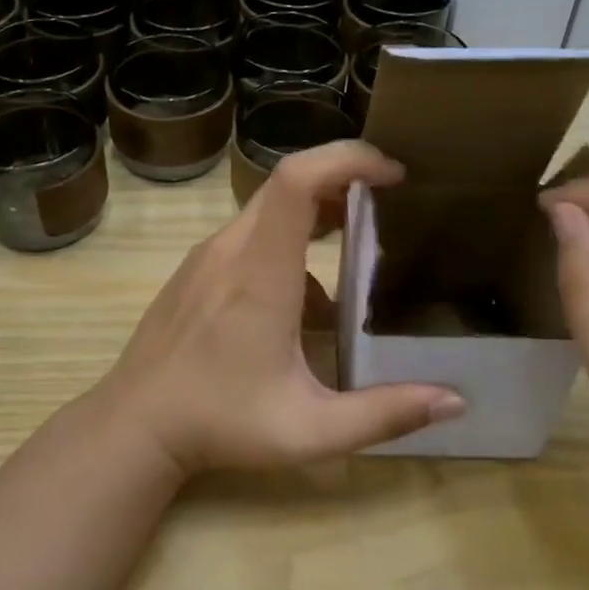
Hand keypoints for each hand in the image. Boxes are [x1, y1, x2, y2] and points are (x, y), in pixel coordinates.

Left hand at [92, 141, 465, 474]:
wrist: (134, 425)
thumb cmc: (220, 423)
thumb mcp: (310, 430)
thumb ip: (385, 414)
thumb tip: (455, 401)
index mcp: (260, 273)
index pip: (297, 180)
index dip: (347, 160)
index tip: (392, 175)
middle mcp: (231, 249)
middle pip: (287, 183)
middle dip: (343, 181)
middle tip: (389, 205)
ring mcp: (207, 256)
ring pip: (268, 210)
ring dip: (317, 216)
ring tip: (358, 251)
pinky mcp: (195, 269)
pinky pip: (249, 237)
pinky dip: (288, 245)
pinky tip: (305, 304)